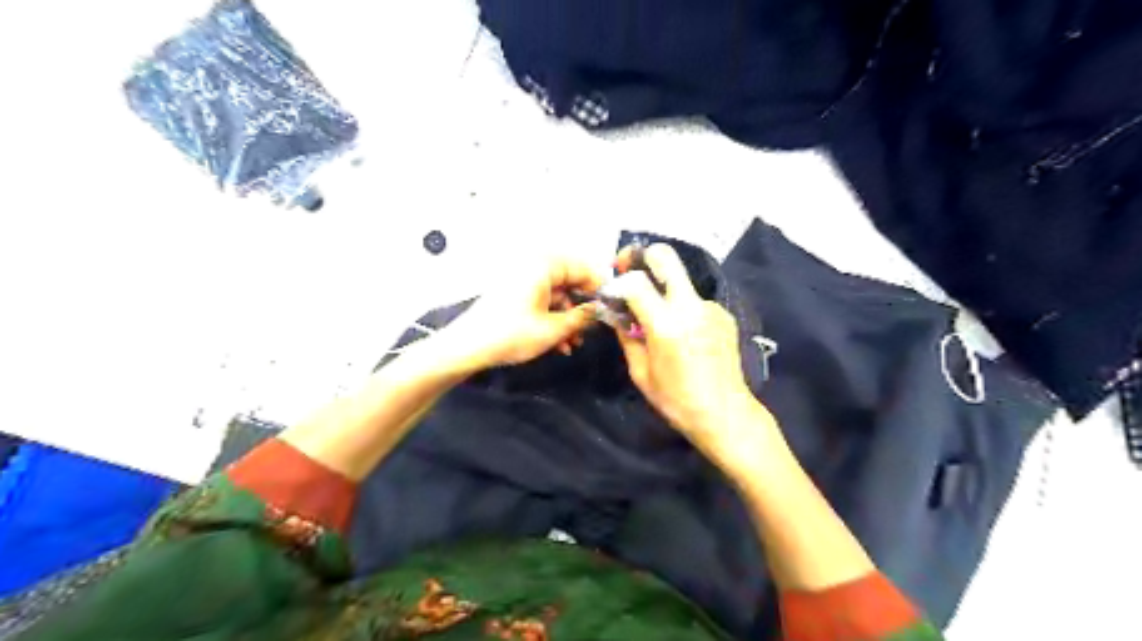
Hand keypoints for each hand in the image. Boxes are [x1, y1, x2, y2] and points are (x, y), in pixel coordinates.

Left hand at [440, 252, 606, 369]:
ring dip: (568, 318)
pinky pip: (542, 300)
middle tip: (594, 329)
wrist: (466, 347)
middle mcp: (534, 265)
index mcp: (544, 264)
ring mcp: (522, 279)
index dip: (600, 289)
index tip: (613, 309)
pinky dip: (552, 318)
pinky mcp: (514, 293)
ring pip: (557, 294)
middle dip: (582, 308)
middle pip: (570, 281)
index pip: (584, 268)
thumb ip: (582, 317)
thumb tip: (601, 310)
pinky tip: (559, 343)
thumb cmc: (512, 334)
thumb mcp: (553, 329)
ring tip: (574, 343)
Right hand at [606, 246, 764, 450]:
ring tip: (662, 325)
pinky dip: (682, 309)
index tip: (612, 294)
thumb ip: (626, 337)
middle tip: (628, 269)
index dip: (618, 282)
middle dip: (642, 256)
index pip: (635, 282)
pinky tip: (685, 336)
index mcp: (667, 324)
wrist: (726, 414)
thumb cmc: (677, 400)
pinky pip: (694, 301)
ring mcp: (711, 307)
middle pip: (666, 256)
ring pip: (680, 282)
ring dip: (664, 292)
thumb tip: (616, 314)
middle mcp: (691, 306)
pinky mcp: (724, 314)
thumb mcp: (640, 373)